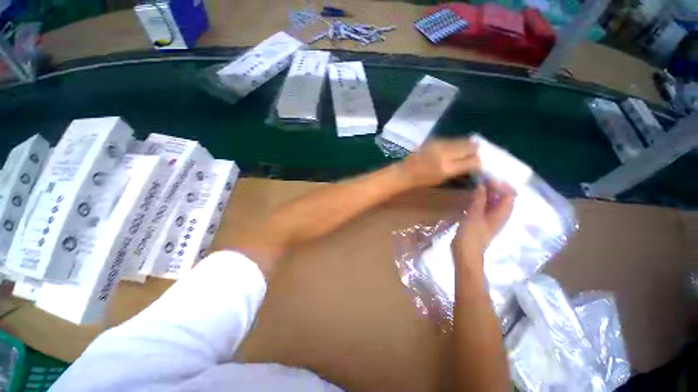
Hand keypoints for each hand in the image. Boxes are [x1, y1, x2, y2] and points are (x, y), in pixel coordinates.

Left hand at [398, 139, 479, 187]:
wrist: (407, 171)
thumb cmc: (426, 180)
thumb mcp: (445, 178)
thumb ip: (460, 170)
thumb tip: (474, 162)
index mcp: (447, 168)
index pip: (469, 162)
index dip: (478, 161)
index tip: (483, 161)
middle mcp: (445, 154)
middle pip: (465, 148)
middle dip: (475, 149)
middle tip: (481, 150)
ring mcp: (439, 144)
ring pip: (459, 141)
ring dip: (468, 143)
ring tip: (475, 145)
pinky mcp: (435, 140)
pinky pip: (452, 140)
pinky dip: (459, 142)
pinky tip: (462, 143)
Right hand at [452, 181, 514, 271]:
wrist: (466, 256)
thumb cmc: (472, 236)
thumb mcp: (474, 214)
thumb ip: (479, 198)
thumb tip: (482, 185)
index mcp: (502, 214)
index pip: (509, 194)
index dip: (501, 185)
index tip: (487, 180)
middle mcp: (500, 215)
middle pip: (503, 196)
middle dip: (494, 186)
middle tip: (481, 181)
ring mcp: (492, 219)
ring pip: (495, 201)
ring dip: (488, 192)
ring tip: (477, 186)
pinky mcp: (484, 221)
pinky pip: (487, 206)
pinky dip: (483, 199)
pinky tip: (473, 197)